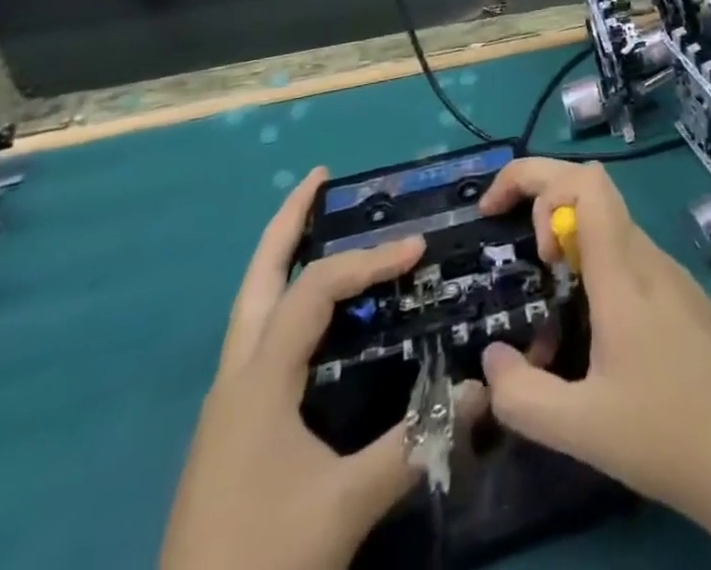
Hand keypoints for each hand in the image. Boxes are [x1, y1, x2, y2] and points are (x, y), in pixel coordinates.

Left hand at [159, 169, 427, 569]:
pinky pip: (261, 339)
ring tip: (318, 226)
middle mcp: (236, 378)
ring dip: (283, 259)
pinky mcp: (230, 430)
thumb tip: (483, 391)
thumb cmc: (263, 560)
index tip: (418, 249)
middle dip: (288, 223)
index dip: (369, 260)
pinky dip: (287, 303)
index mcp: (259, 380)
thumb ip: (417, 442)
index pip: (317, 289)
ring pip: (252, 308)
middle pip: (258, 278)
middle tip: (320, 178)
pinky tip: (316, 317)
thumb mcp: (346, 505)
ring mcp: (227, 405)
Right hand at [474, 159, 710, 532]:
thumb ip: (521, 397)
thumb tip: (490, 360)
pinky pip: (628, 254)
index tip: (502, 221)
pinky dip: (593, 262)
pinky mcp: (682, 294)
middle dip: (542, 197)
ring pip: (610, 223)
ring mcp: (670, 272)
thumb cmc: (669, 434)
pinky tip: (588, 323)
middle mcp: (647, 256)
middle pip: (592, 190)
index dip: (536, 179)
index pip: (585, 181)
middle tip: (520, 254)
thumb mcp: (581, 428)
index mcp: (623, 270)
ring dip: (568, 237)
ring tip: (547, 294)